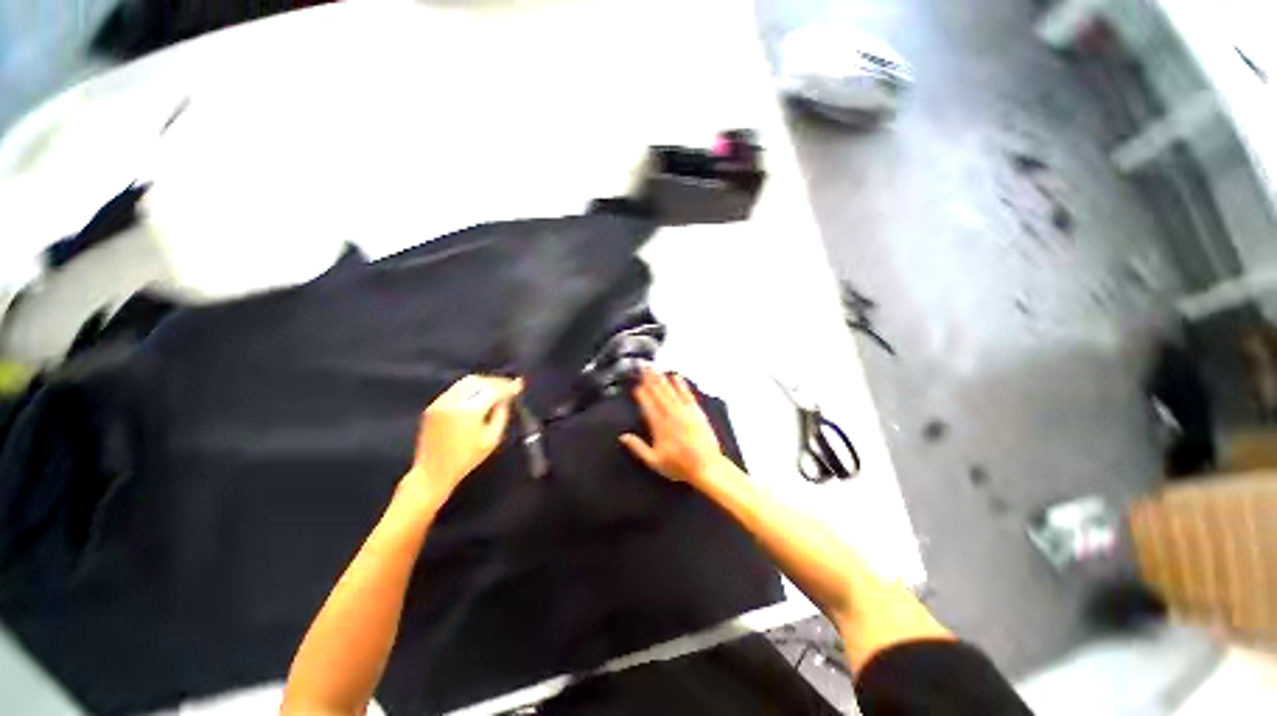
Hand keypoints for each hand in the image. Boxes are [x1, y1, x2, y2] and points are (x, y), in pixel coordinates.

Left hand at [402, 375, 522, 508]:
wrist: (433, 472)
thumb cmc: (467, 459)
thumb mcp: (492, 439)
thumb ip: (501, 415)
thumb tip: (506, 399)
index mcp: (469, 410)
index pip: (493, 389)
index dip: (508, 386)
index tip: (520, 385)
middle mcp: (454, 401)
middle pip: (480, 381)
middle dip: (497, 382)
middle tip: (510, 387)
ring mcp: (441, 402)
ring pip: (467, 382)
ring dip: (484, 383)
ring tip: (496, 390)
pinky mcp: (434, 405)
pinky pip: (456, 389)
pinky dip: (471, 388)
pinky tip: (479, 395)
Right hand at [620, 370, 725, 484]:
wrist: (706, 467)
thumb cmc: (679, 466)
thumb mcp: (654, 461)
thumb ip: (638, 447)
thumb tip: (623, 436)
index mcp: (659, 426)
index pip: (647, 406)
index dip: (641, 395)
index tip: (635, 385)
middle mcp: (671, 415)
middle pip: (658, 394)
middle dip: (649, 380)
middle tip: (643, 368)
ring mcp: (684, 412)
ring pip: (670, 391)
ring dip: (662, 379)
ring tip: (655, 369)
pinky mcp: (697, 412)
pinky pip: (687, 395)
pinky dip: (681, 385)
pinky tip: (676, 377)